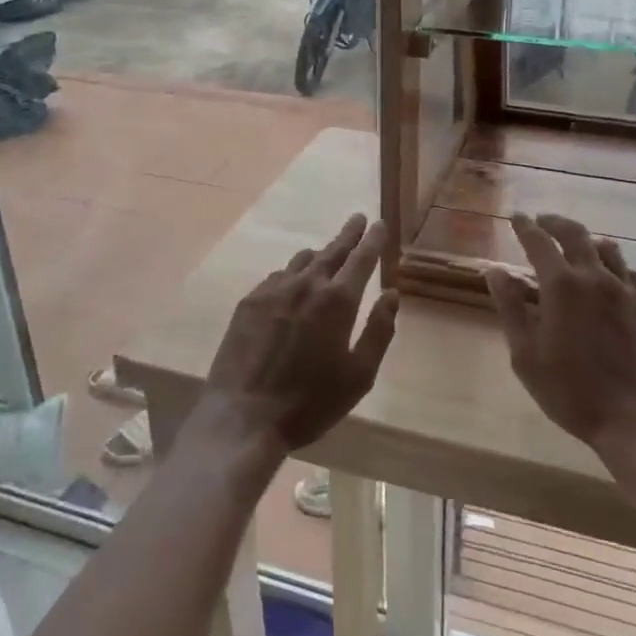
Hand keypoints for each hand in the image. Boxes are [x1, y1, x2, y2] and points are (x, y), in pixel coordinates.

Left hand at [200, 214, 397, 457]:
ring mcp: (274, 290)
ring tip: (328, 253)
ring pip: (302, 260)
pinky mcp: (249, 302)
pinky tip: (292, 285)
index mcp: (338, 300)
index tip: (378, 223)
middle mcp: (307, 285)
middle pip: (332, 250)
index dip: (373, 239)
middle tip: (358, 219)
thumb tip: (392, 295)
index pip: (361, 258)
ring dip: (320, 254)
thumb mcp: (359, 375)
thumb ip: (379, 331)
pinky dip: (292, 274)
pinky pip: (277, 277)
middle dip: (349, 234)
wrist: (243, 416)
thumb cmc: (310, 402)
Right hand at [484, 213, 635, 458]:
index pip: (539, 242)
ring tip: (576, 243)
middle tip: (542, 220)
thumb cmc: (571, 392)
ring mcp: (627, 292)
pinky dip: (612, 264)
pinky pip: (628, 273)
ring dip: (587, 239)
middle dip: (556, 223)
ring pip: (608, 249)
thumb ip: (510, 308)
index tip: (516, 217)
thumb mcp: (526, 355)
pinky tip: (609, 276)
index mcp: (562, 286)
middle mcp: (596, 278)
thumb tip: (495, 271)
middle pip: (576, 235)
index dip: (525, 227)